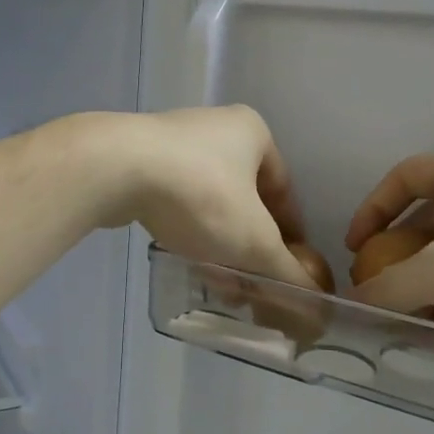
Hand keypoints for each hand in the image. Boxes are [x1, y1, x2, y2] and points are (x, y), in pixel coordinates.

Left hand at [93, 107, 314, 288]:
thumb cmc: (199, 195)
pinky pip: (176, 198)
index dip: (291, 235)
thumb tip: (318, 306)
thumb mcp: (254, 242)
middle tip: (250, 284)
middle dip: (250, 244)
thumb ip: (289, 275)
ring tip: (217, 281)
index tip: (287, 271)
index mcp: (252, 132)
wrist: (114, 169)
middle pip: (246, 198)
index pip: (284, 190)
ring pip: (210, 201)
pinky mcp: (139, 157)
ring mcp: (173, 140)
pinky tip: (183, 257)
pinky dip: (187, 228)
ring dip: (218, 241)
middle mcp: (215, 127)